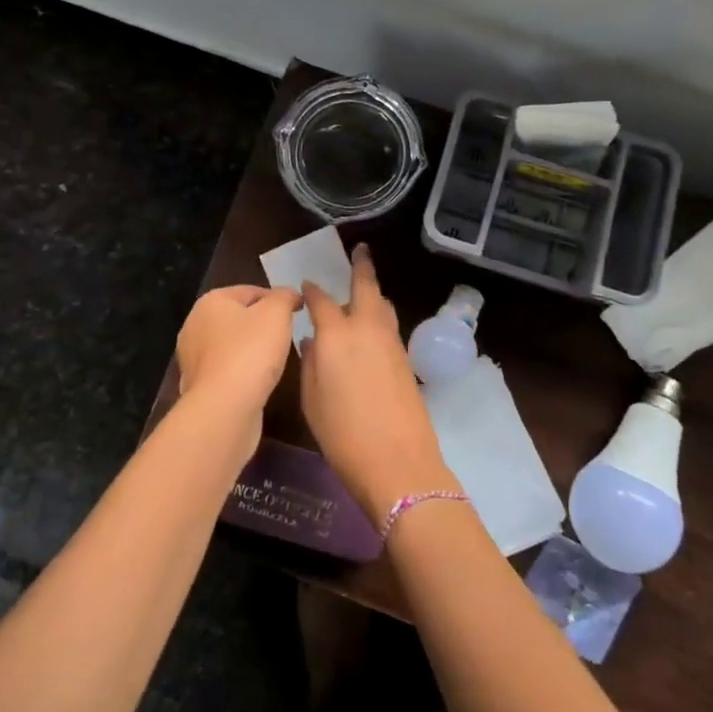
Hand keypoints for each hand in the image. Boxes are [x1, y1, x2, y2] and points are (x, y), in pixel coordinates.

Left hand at [175, 285, 301, 436]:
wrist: (224, 409)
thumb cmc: (251, 352)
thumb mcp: (276, 313)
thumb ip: (284, 297)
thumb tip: (289, 294)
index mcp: (211, 301)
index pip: (251, 291)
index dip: (277, 299)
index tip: (298, 312)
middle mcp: (195, 325)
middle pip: (239, 317)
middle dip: (262, 325)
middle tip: (287, 335)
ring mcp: (192, 358)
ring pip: (232, 345)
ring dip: (252, 350)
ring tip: (275, 360)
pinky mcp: (197, 386)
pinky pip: (226, 370)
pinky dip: (241, 372)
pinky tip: (257, 381)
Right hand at [301, 244, 455, 519]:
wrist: (397, 461)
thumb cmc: (342, 434)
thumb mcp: (311, 400)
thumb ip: (310, 364)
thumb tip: (313, 341)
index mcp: (336, 335)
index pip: (321, 301)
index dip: (312, 291)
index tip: (306, 286)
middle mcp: (365, 328)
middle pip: (366, 287)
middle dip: (362, 266)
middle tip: (360, 250)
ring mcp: (391, 341)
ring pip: (382, 305)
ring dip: (372, 293)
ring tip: (363, 290)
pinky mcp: (406, 358)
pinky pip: (389, 325)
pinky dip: (379, 316)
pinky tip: (371, 328)